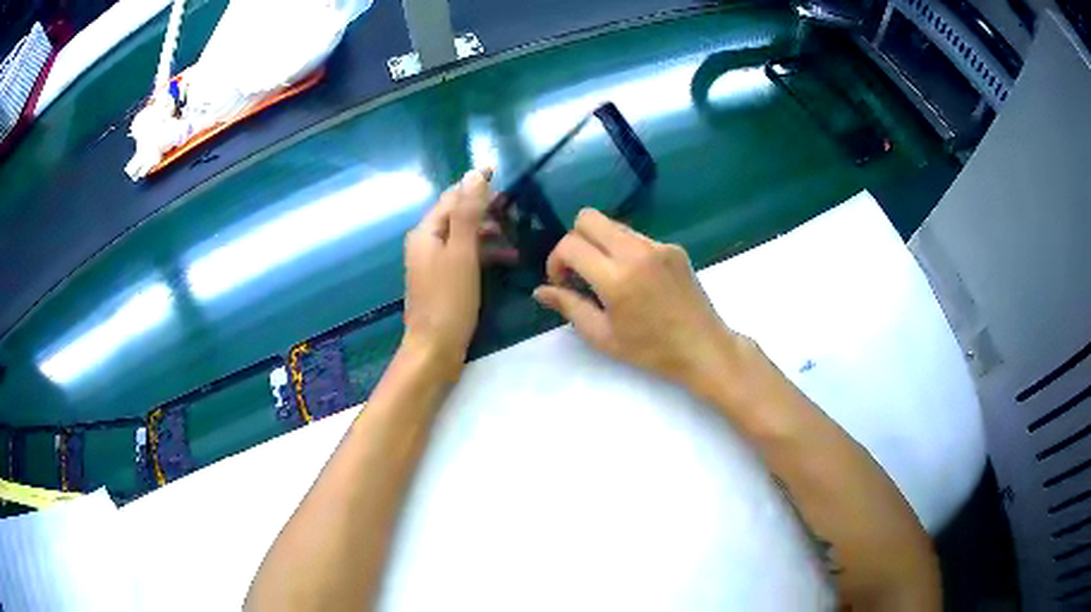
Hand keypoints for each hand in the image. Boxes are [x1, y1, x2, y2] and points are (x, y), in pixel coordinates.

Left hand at [402, 169, 495, 376]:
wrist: (434, 349)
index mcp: (426, 232)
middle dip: (484, 207)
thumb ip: (467, 213)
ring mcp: (433, 263)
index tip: (498, 172)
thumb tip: (474, 175)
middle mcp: (425, 243)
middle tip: (513, 205)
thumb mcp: (462, 253)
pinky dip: (484, 252)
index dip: (474, 184)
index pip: (451, 197)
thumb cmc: (449, 300)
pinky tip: (507, 258)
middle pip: (456, 215)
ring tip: (514, 231)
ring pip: (462, 236)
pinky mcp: (442, 280)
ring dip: (487, 231)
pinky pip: (464, 256)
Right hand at [533, 209, 757, 398]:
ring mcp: (658, 245)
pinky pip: (637, 236)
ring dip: (600, 244)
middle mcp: (636, 251)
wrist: (703, 347)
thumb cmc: (651, 351)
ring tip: (608, 277)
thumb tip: (540, 291)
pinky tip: (636, 279)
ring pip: (613, 225)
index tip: (562, 282)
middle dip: (574, 240)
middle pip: (588, 217)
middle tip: (580, 271)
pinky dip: (625, 250)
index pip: (571, 244)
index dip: (556, 260)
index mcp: (617, 278)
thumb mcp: (603, 336)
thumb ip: (569, 307)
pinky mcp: (673, 247)